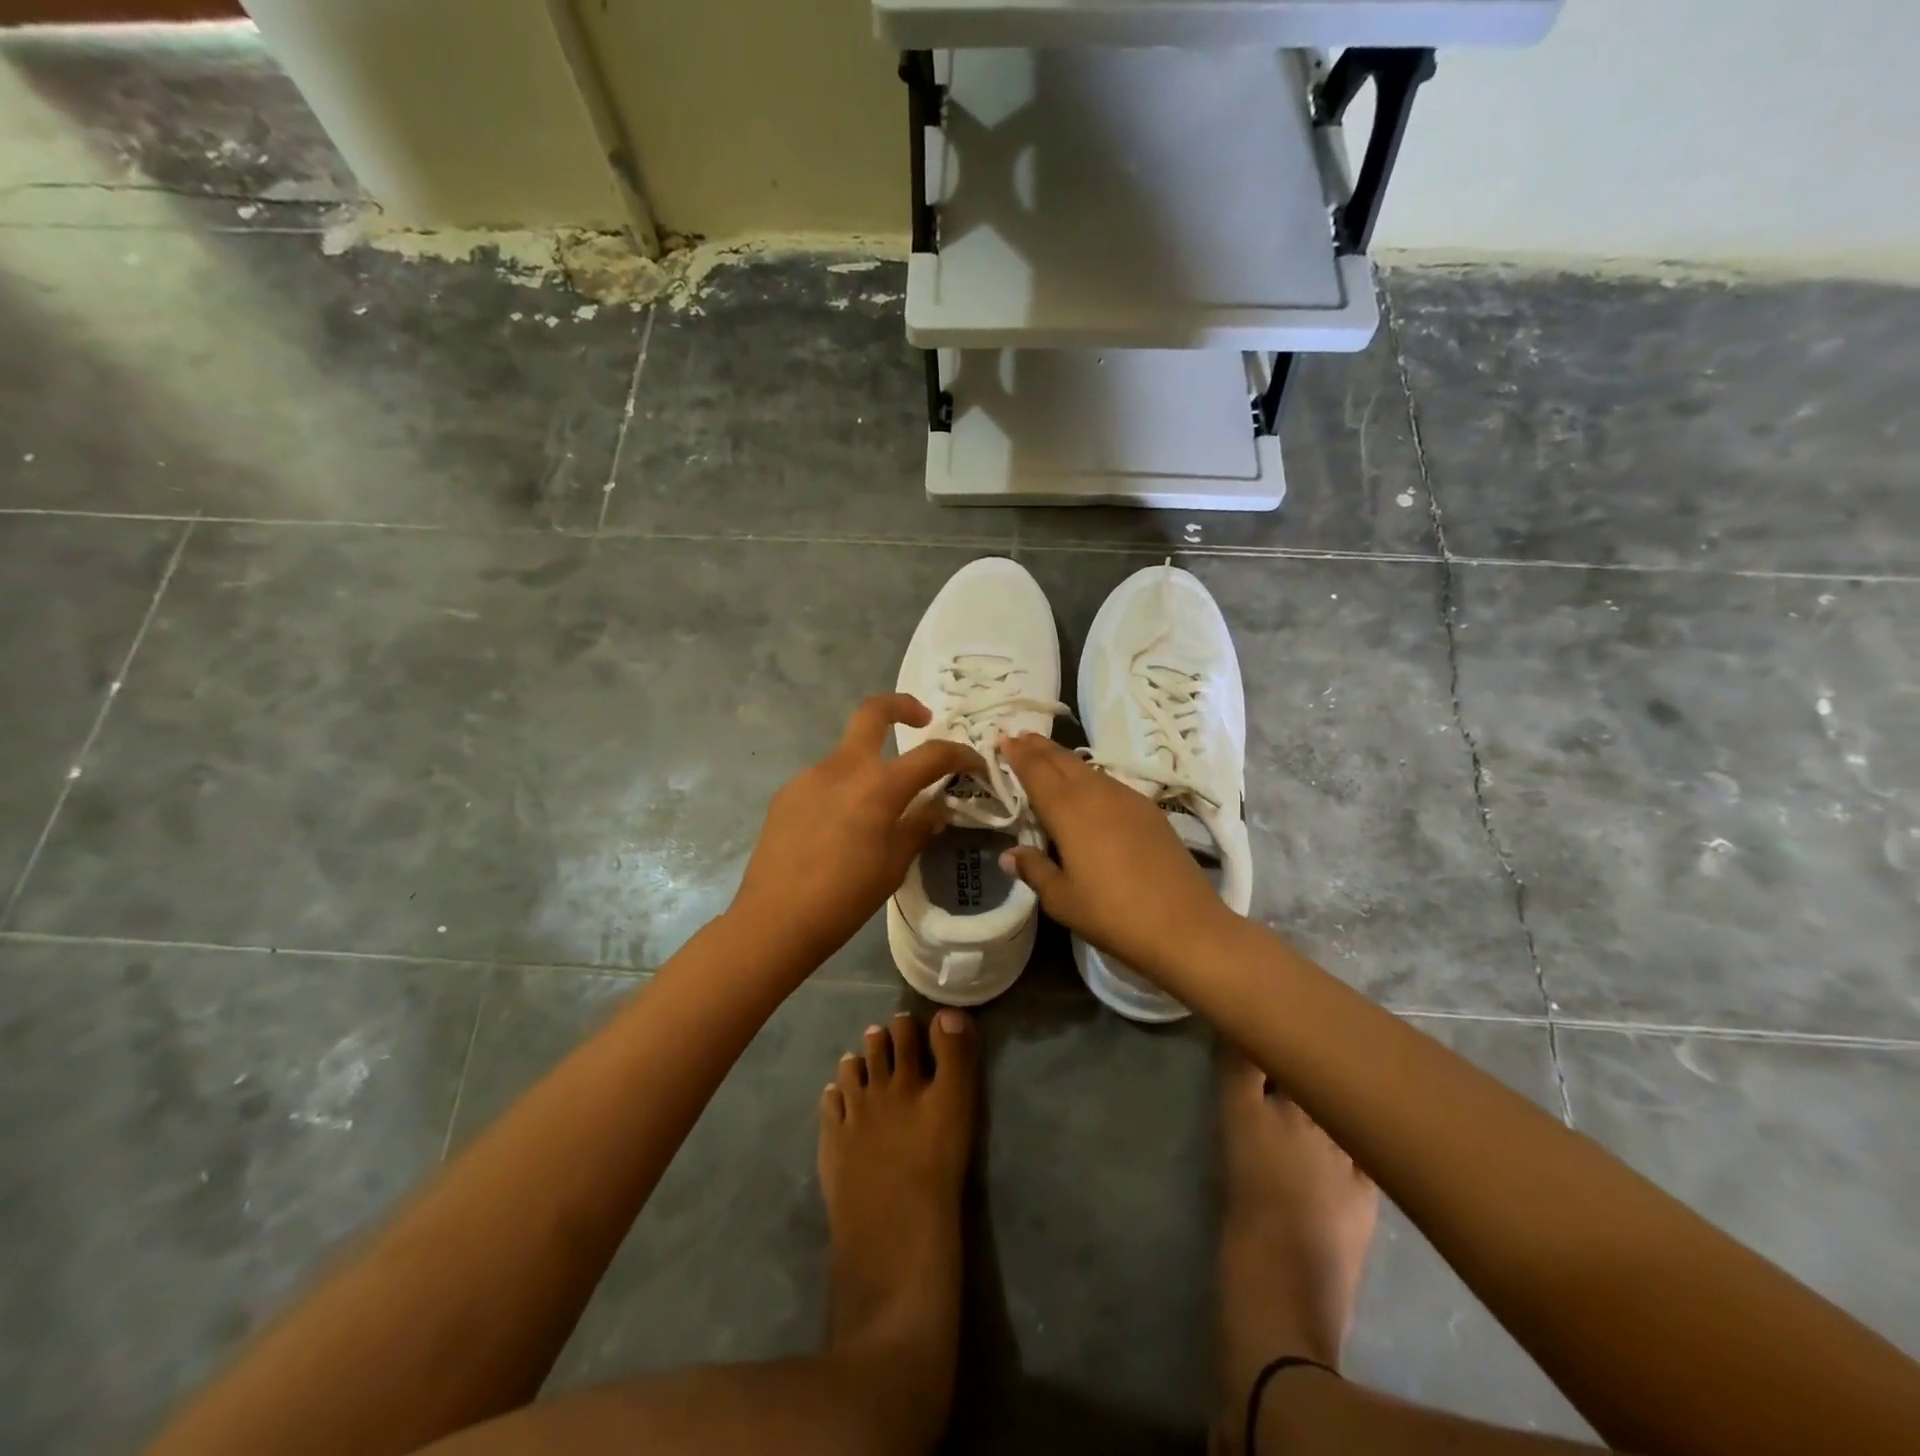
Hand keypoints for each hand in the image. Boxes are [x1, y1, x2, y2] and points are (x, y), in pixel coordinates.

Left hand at [730, 695, 985, 972]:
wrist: (774, 920)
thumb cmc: (845, 897)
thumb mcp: (894, 865)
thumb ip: (918, 828)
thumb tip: (936, 809)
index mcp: (879, 786)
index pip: (932, 755)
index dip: (960, 754)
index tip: (974, 764)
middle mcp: (843, 768)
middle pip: (873, 711)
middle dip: (902, 706)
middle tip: (922, 720)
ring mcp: (809, 777)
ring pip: (848, 754)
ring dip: (869, 767)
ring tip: (874, 811)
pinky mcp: (786, 794)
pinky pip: (824, 781)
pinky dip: (842, 791)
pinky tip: (838, 829)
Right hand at [1000, 733, 1233, 985]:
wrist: (1185, 925)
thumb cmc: (1113, 914)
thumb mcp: (1062, 900)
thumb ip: (1035, 870)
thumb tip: (1009, 854)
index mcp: (1068, 811)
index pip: (1037, 772)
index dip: (1018, 755)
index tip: (1003, 740)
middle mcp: (1097, 794)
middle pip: (1063, 761)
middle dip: (1040, 748)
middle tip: (1021, 737)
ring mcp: (1127, 799)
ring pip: (1088, 769)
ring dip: (1064, 759)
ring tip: (1048, 756)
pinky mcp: (1149, 811)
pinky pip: (1109, 782)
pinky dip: (1089, 776)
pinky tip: (1087, 787)